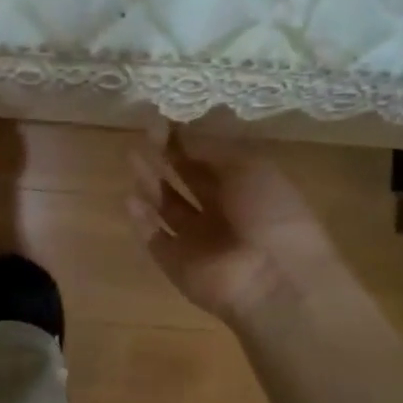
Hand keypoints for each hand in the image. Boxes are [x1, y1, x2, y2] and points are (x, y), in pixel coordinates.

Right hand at [127, 130, 339, 323]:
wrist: (274, 282)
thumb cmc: (270, 214)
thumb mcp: (247, 167)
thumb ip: (209, 147)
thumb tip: (181, 129)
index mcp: (248, 187)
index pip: (212, 157)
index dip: (188, 138)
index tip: (163, 120)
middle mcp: (222, 211)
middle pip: (188, 179)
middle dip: (167, 156)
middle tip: (144, 132)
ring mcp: (198, 239)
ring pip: (168, 206)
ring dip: (150, 182)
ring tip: (131, 157)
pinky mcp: (177, 263)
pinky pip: (155, 238)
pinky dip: (141, 220)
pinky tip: (128, 199)